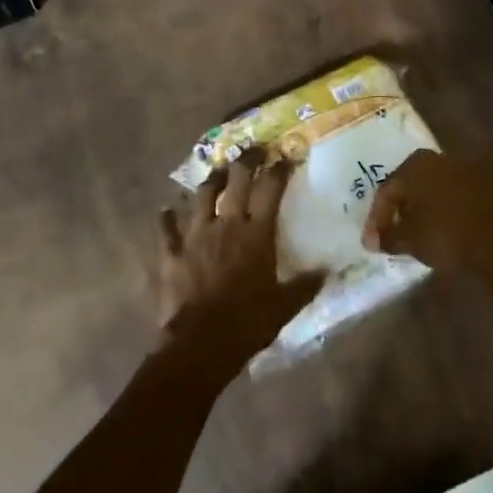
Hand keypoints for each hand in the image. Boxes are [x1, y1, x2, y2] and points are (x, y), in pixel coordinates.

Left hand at [158, 150, 323, 371]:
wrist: (200, 342)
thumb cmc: (247, 323)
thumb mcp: (284, 306)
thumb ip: (304, 286)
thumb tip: (326, 272)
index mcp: (256, 234)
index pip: (270, 189)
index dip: (279, 169)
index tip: (285, 157)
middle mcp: (225, 224)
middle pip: (235, 180)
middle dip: (246, 160)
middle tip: (253, 151)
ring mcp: (194, 234)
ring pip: (201, 195)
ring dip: (210, 181)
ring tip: (216, 173)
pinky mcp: (171, 251)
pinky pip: (166, 227)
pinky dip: (167, 217)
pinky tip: (166, 210)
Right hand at [362, 149, 492, 276]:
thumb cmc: (442, 236)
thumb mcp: (406, 240)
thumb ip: (387, 236)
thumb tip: (376, 239)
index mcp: (414, 165)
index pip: (388, 190)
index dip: (378, 217)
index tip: (375, 241)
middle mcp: (441, 156)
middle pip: (417, 181)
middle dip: (407, 203)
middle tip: (401, 227)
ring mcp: (473, 164)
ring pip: (449, 178)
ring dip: (440, 195)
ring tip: (435, 220)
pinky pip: (485, 180)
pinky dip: (480, 188)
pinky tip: (476, 201)